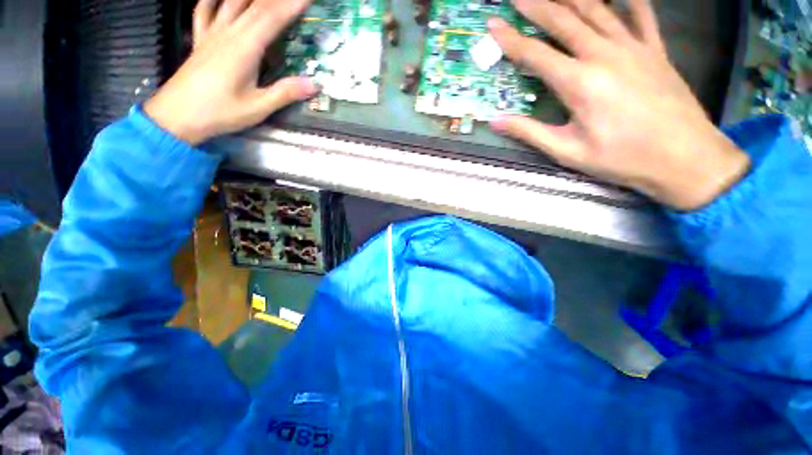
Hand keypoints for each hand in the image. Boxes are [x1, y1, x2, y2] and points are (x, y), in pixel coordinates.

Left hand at [144, 0, 317, 145]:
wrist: (177, 116)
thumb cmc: (219, 112)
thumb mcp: (258, 107)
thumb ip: (285, 93)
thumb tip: (315, 84)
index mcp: (244, 48)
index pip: (272, 17)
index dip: (292, 4)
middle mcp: (228, 33)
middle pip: (255, 4)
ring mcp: (211, 34)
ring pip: (231, 2)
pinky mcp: (200, 41)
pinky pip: (204, 11)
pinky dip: (212, 0)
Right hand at [488, 0, 749, 210]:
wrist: (684, 157)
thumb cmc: (621, 158)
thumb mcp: (567, 151)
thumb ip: (529, 132)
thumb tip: (495, 122)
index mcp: (578, 83)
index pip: (535, 54)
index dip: (511, 39)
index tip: (494, 24)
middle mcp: (603, 55)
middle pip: (564, 20)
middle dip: (537, 5)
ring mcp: (633, 48)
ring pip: (597, 9)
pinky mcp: (655, 50)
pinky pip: (641, 15)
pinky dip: (628, 0)